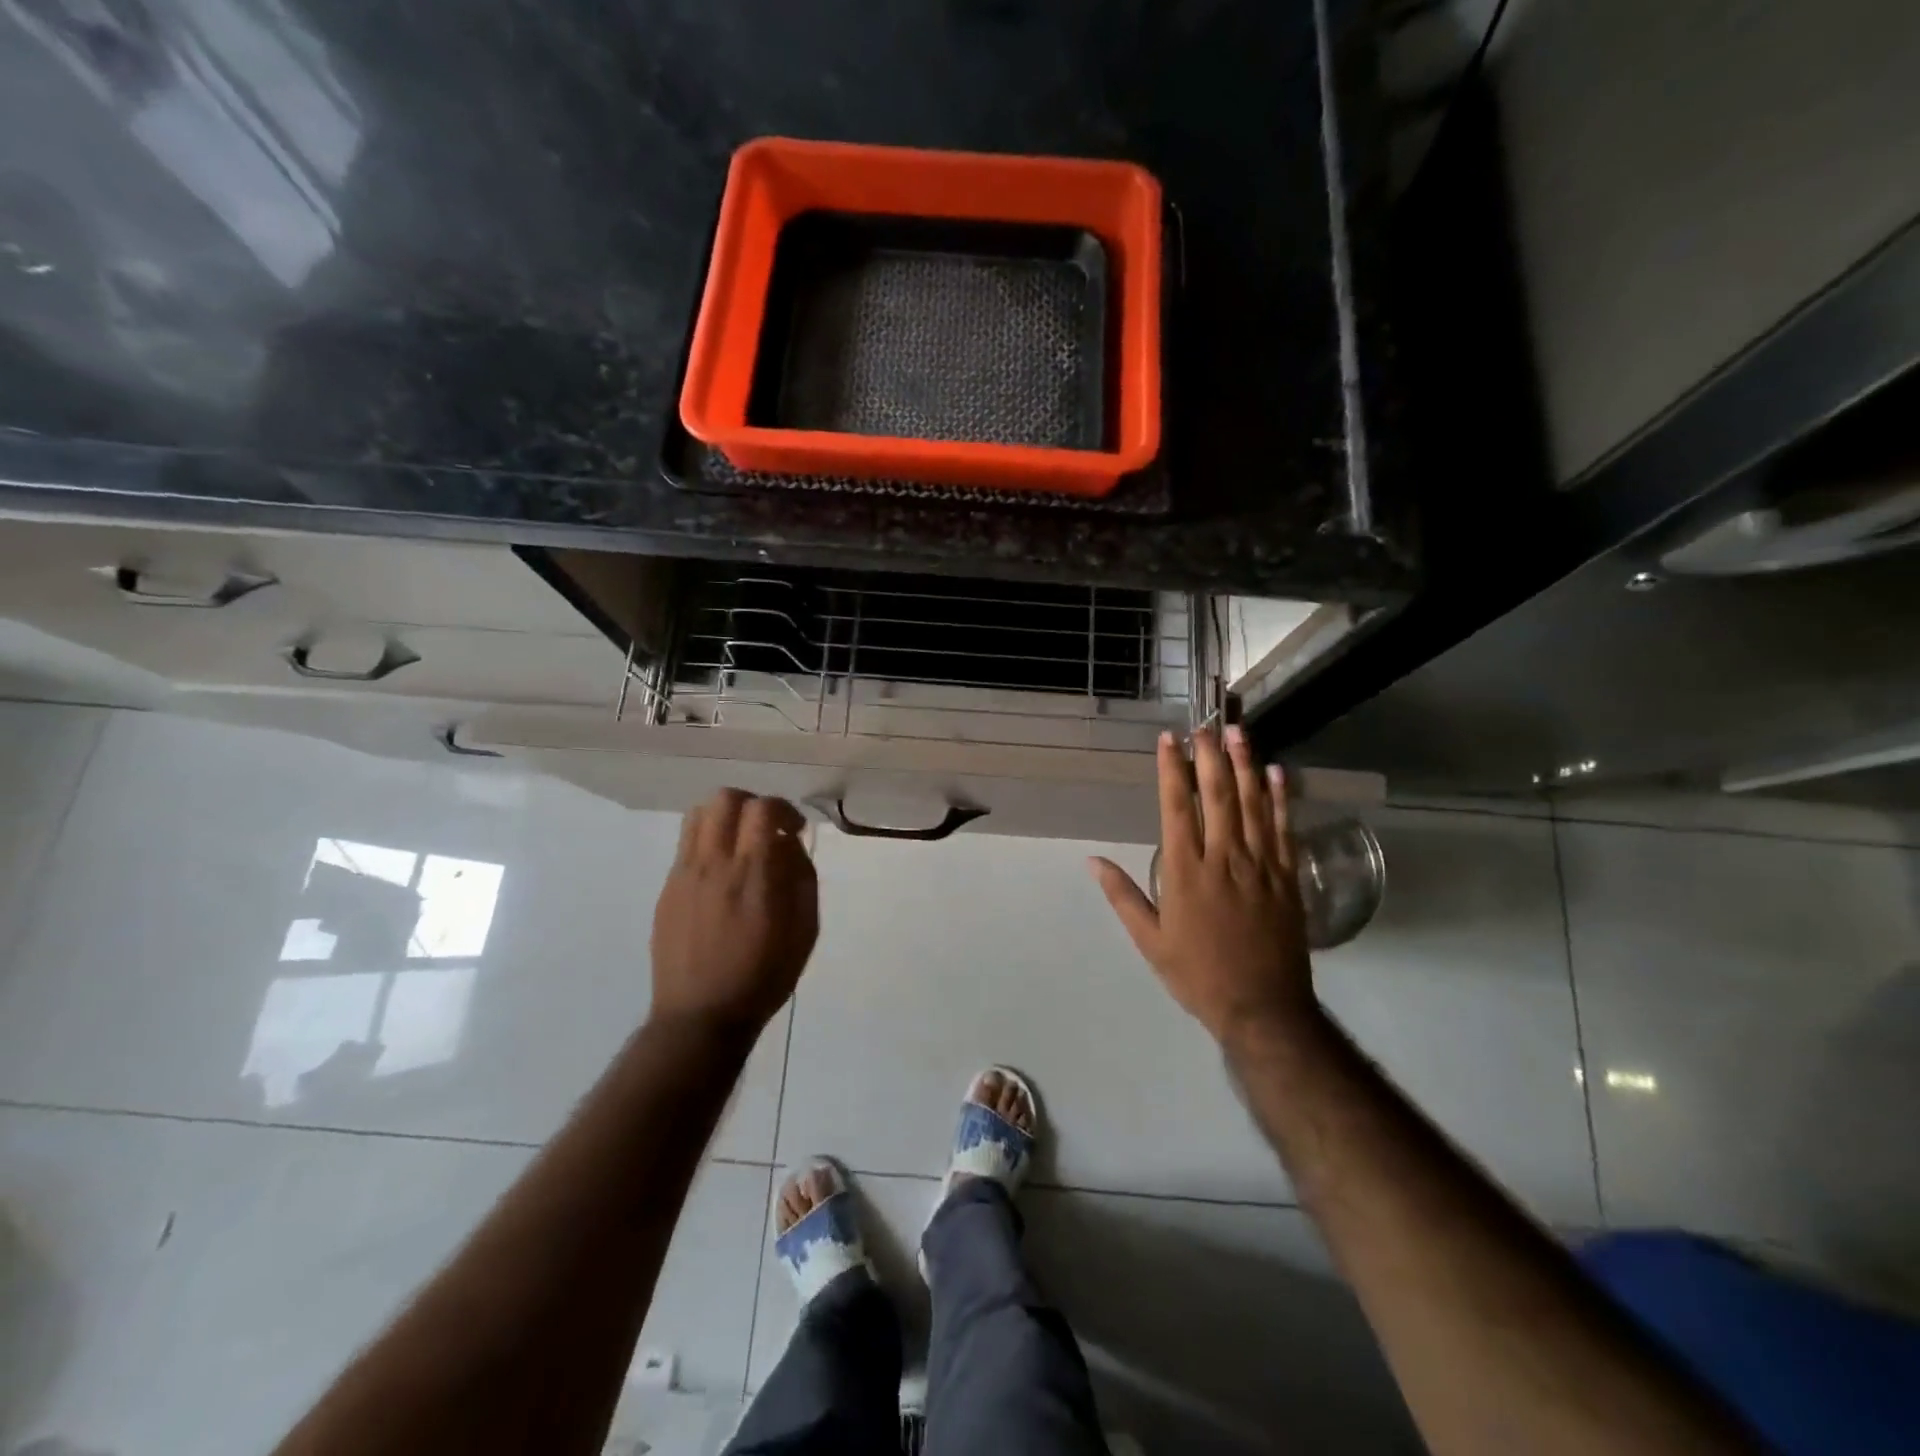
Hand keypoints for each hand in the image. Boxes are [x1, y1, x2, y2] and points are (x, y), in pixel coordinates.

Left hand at [650, 790, 818, 1035]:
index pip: (763, 810)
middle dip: (753, 803)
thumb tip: (790, 845)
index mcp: (754, 875)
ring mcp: (685, 874)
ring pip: (698, 814)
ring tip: (741, 842)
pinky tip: (720, 872)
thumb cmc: (763, 977)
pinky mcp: (667, 889)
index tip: (795, 830)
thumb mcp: (804, 932)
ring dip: (726, 816)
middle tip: (767, 829)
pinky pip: (686, 844)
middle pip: (725, 799)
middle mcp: (715, 865)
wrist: (701, 1017)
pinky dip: (708, 840)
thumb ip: (802, 879)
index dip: (784, 809)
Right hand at [1090, 727, 1316, 1044]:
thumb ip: (1124, 896)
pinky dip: (1281, 799)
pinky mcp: (1288, 878)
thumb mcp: (1150, 941)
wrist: (1263, 1009)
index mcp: (1186, 873)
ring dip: (1246, 766)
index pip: (1178, 808)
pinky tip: (1277, 773)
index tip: (1170, 741)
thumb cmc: (1198, 975)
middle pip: (1218, 796)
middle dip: (1210, 757)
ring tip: (1239, 733)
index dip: (1172, 770)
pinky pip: (1285, 830)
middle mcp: (1224, 859)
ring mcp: (1261, 866)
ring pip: (1253, 805)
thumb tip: (1093, 861)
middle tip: (1206, 725)